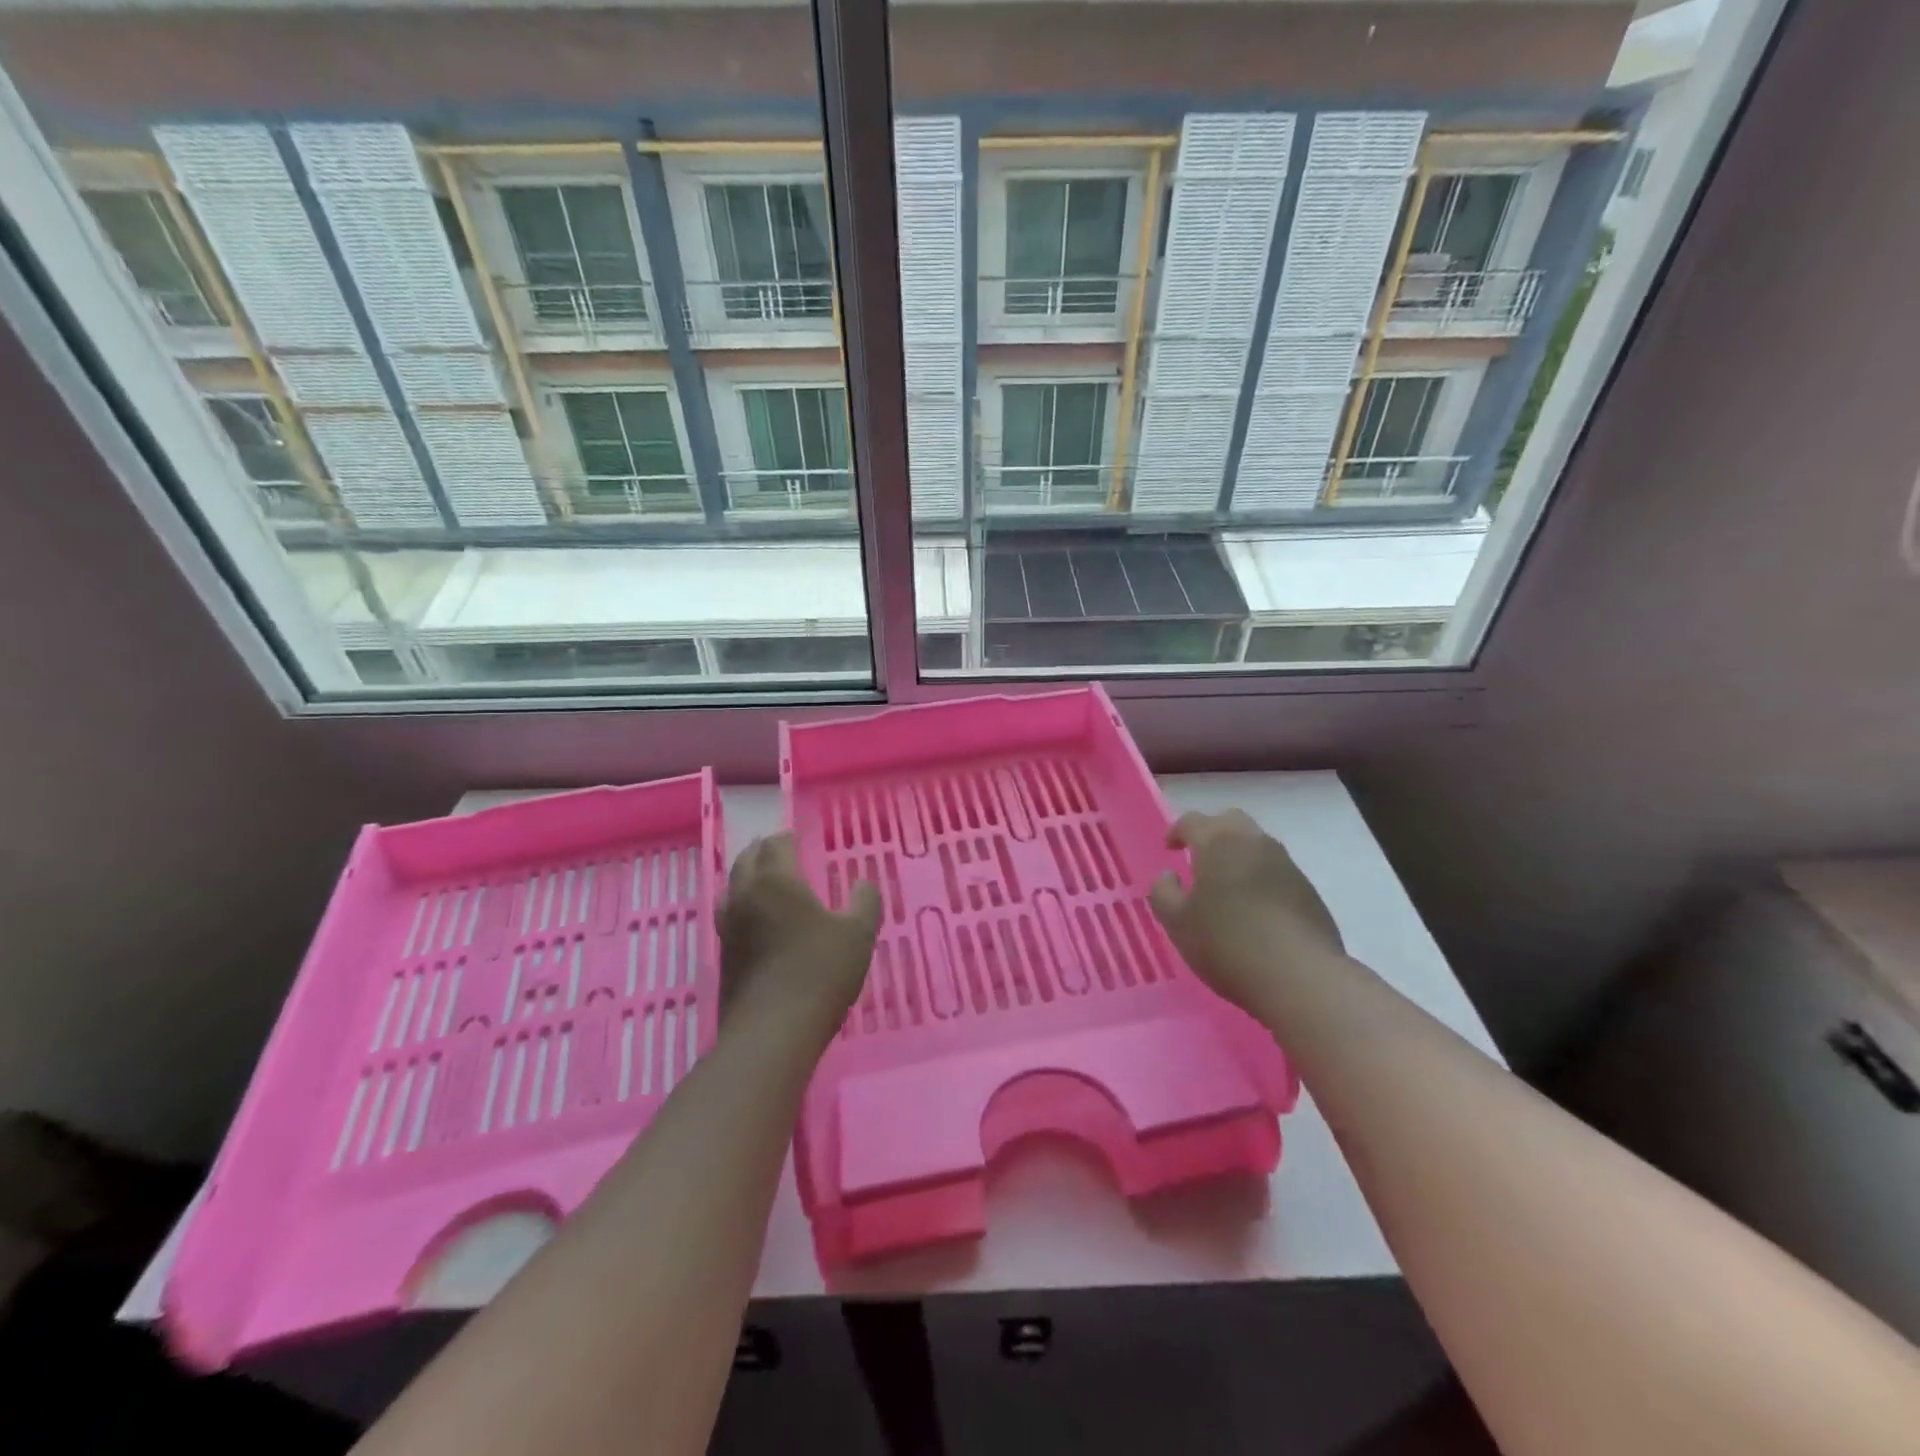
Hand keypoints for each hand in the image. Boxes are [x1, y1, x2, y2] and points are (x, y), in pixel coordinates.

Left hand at [717, 833, 881, 1045]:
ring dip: (747, 874)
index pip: (775, 845)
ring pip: (732, 886)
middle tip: (778, 848)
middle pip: (746, 860)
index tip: (798, 836)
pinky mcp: (724, 955)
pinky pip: (730, 914)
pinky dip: (743, 903)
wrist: (772, 1032)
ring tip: (764, 877)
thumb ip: (864, 902)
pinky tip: (758, 918)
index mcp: (776, 881)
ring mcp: (729, 927)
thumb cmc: (819, 973)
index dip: (787, 837)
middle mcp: (745, 895)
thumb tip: (863, 884)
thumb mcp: (858, 934)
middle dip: (763, 850)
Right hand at [1149, 810, 1343, 1010]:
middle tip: (1198, 858)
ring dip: (1238, 855)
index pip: (1193, 821)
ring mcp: (1286, 864)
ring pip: (1256, 844)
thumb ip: (1163, 892)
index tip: (1169, 848)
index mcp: (1218, 843)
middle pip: (1230, 821)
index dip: (1177, 831)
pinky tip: (1254, 908)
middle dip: (1211, 833)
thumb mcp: (1177, 923)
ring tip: (1226, 885)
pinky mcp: (1308, 889)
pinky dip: (1259, 877)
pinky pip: (1276, 870)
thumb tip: (1169, 876)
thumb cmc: (1227, 944)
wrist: (1300, 977)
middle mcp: (1254, 843)